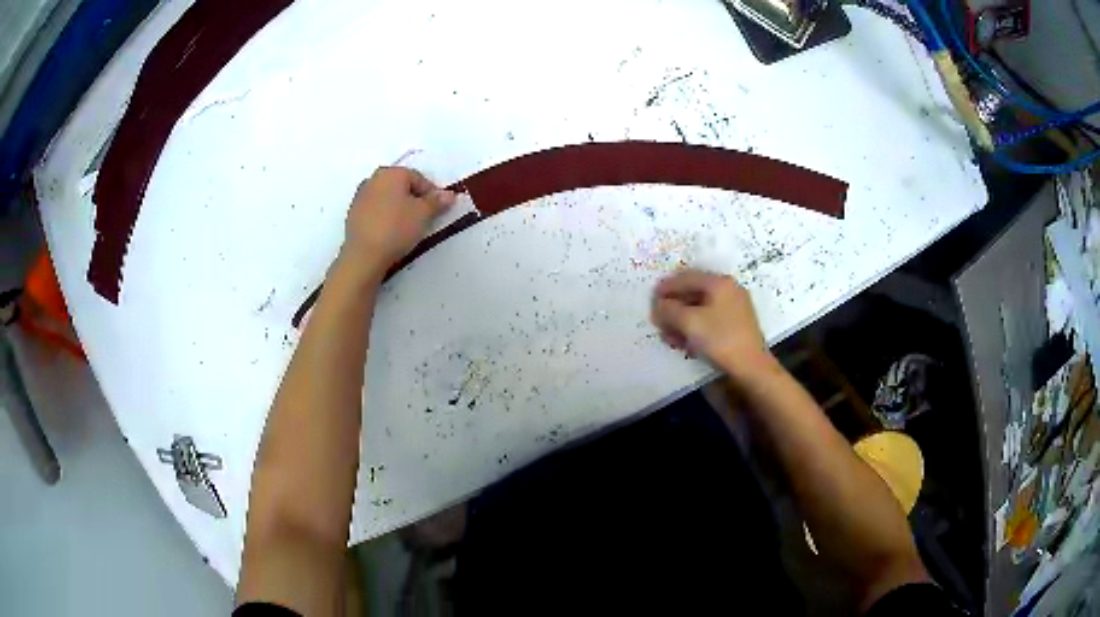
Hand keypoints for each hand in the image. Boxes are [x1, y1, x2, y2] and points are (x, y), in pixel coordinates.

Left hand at [341, 167, 455, 276]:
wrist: (363, 256)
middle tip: (424, 217)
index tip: (438, 209)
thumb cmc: (396, 229)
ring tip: (407, 226)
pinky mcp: (353, 214)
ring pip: (387, 197)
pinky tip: (390, 232)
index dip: (431, 193)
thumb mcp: (423, 214)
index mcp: (391, 173)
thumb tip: (449, 194)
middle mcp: (374, 179)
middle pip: (401, 185)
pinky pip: (375, 209)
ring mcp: (360, 196)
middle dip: (414, 198)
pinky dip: (385, 216)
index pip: (418, 178)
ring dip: (398, 207)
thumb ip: (437, 201)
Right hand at [650, 269, 776, 382]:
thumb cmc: (720, 339)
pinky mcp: (735, 326)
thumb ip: (669, 310)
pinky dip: (693, 328)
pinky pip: (708, 320)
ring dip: (681, 321)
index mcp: (719, 283)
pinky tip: (683, 343)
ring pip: (700, 309)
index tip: (651, 298)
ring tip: (668, 336)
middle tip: (658, 320)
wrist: (751, 367)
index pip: (687, 277)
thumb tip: (658, 306)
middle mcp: (728, 291)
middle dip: (673, 307)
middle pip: (693, 293)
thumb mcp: (689, 322)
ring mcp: (733, 308)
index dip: (666, 287)